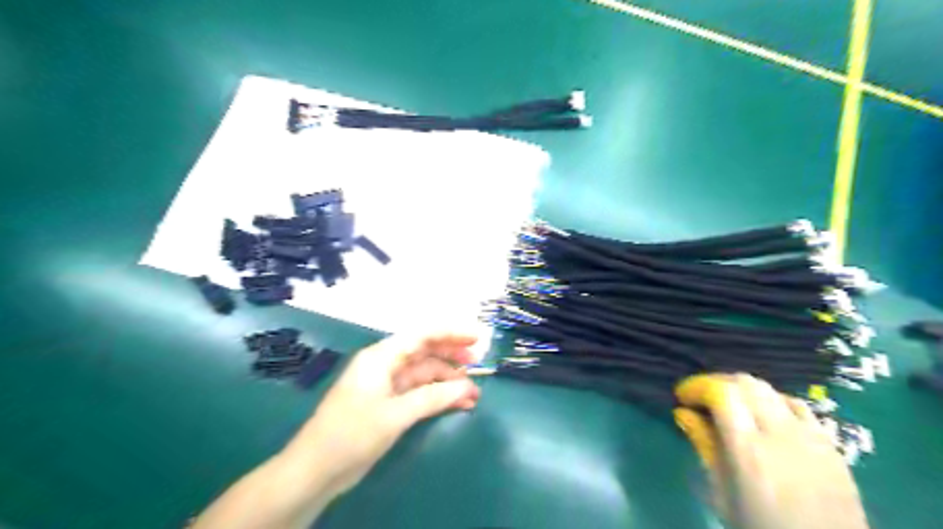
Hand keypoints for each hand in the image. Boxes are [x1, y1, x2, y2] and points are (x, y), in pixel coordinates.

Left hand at [285, 330, 481, 495]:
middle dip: (452, 356)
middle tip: (479, 364)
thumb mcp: (395, 414)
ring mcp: (388, 385)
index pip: (421, 335)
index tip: (477, 338)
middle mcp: (385, 365)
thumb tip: (467, 387)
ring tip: (474, 394)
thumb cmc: (352, 434)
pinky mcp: (389, 404)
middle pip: (425, 353)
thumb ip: (433, 398)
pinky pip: (420, 393)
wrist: (316, 470)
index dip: (450, 333)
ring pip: (425, 375)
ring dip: (449, 382)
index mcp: (381, 357)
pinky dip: (438, 397)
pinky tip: (458, 404)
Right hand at [679, 374, 867, 528]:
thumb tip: (683, 413)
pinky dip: (771, 400)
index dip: (697, 385)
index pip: (722, 392)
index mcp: (749, 450)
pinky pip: (796, 404)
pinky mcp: (830, 444)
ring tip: (728, 405)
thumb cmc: (761, 528)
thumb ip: (704, 447)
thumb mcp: (722, 494)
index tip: (682, 397)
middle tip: (699, 398)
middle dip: (715, 383)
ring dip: (742, 388)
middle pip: (745, 383)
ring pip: (769, 389)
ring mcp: (811, 437)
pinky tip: (763, 415)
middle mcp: (781, 434)